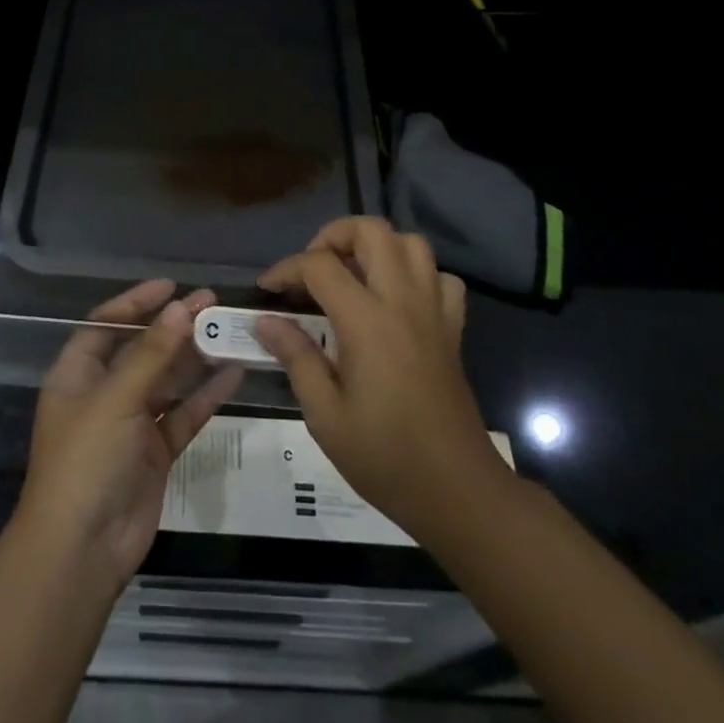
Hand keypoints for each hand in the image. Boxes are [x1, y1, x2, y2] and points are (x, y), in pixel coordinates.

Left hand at [16, 281, 242, 587]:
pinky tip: (234, 373)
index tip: (171, 287)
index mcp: (78, 374)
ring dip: (195, 357)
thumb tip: (181, 307)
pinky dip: (206, 395)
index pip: (106, 324)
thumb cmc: (86, 460)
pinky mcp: (156, 452)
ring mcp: (132, 423)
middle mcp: (104, 393)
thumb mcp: (115, 399)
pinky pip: (184, 414)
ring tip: (230, 330)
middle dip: (174, 326)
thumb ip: (151, 353)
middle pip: (142, 349)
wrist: (82, 550)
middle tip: (213, 303)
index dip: (136, 303)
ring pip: (168, 380)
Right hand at [254, 218, 510, 544]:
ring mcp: (434, 312)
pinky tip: (396, 301)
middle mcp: (403, 302)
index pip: (320, 265)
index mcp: (367, 322)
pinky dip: (416, 275)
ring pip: (411, 244)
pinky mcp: (452, 329)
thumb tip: (265, 320)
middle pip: (372, 231)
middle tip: (312, 270)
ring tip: (351, 276)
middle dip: (333, 236)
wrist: (458, 492)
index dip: (286, 269)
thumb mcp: (325, 415)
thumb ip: (296, 357)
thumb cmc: (384, 457)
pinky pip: (441, 279)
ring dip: (376, 247)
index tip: (267, 291)